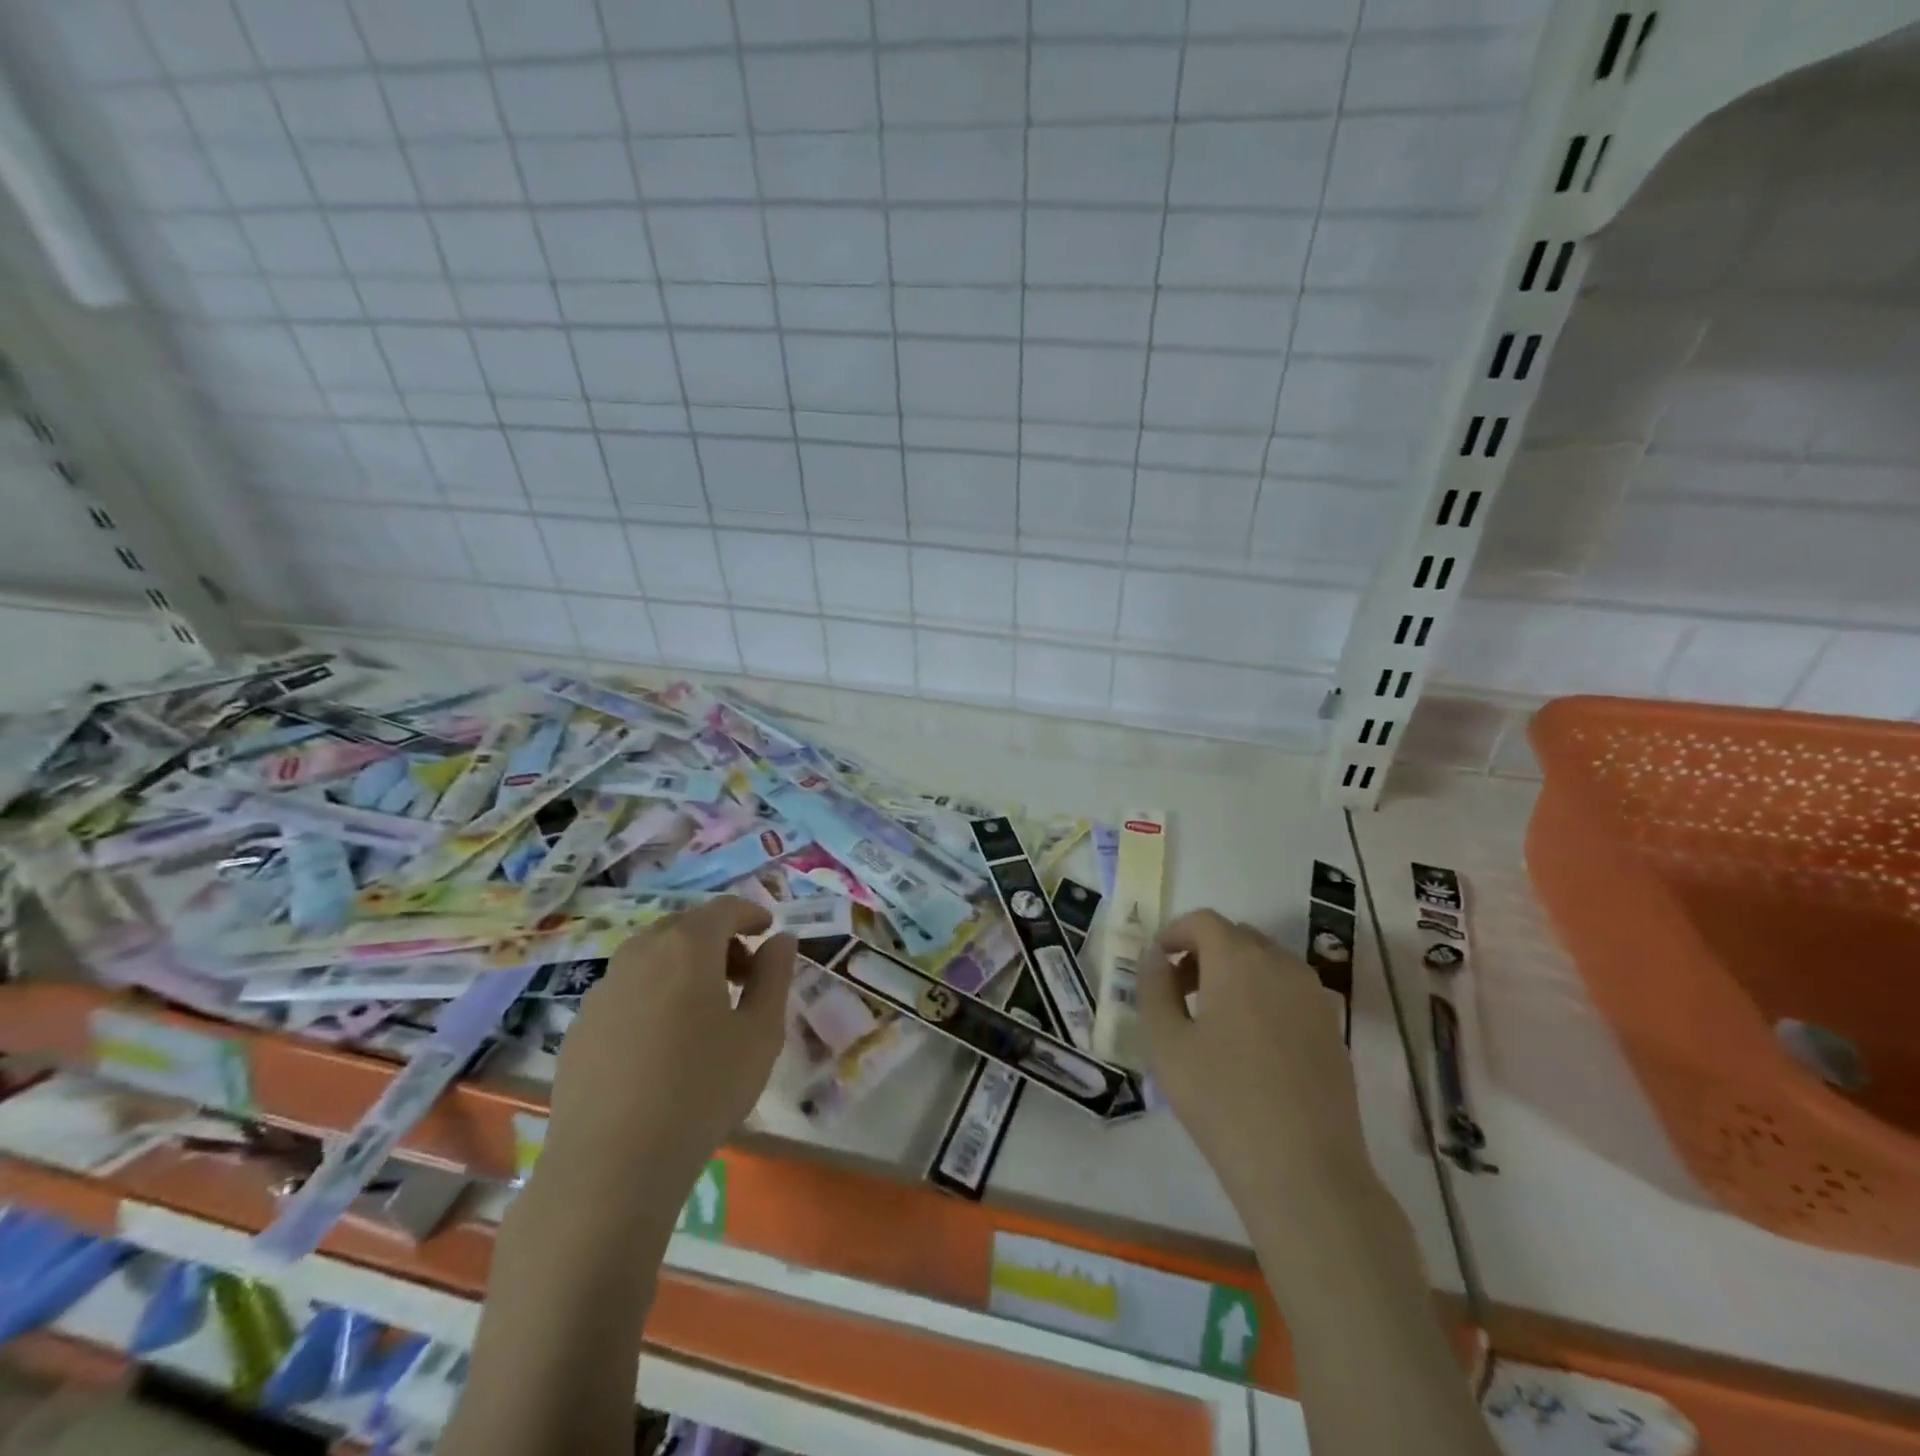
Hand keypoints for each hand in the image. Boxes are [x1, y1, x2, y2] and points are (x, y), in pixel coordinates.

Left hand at [543, 897, 795, 1195]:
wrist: (610, 1166)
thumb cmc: (702, 1090)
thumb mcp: (760, 1033)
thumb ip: (774, 976)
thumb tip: (780, 940)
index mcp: (687, 947)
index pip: (724, 908)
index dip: (750, 914)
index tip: (768, 932)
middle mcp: (640, 954)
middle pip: (684, 926)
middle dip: (718, 939)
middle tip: (743, 975)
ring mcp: (602, 989)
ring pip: (651, 956)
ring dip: (683, 965)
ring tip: (704, 1009)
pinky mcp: (580, 1025)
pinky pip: (626, 989)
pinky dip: (653, 993)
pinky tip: (662, 1042)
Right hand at [1138, 909, 1370, 1208]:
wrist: (1306, 1173)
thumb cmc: (1223, 1101)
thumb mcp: (1167, 1043)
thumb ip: (1154, 989)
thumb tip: (1156, 958)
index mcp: (1240, 960)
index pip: (1203, 921)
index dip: (1175, 933)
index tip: (1156, 963)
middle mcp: (1283, 966)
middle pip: (1237, 937)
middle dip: (1203, 953)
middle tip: (1178, 991)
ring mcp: (1315, 998)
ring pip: (1266, 964)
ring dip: (1234, 974)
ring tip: (1211, 1021)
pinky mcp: (1333, 1031)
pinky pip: (1289, 994)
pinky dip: (1263, 999)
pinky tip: (1249, 1047)